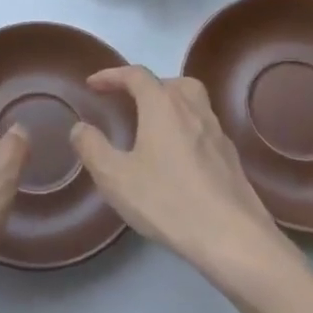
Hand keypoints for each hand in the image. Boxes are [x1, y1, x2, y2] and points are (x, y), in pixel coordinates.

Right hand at [70, 66, 299, 295]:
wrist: (233, 237)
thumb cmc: (168, 201)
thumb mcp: (116, 178)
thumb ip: (92, 148)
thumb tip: (80, 127)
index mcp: (163, 105)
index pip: (135, 75)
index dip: (112, 75)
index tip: (93, 84)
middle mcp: (193, 109)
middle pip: (170, 82)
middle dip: (146, 86)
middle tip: (128, 102)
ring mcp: (217, 132)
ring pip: (193, 102)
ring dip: (171, 104)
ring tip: (153, 127)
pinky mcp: (231, 157)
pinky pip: (204, 128)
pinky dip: (187, 129)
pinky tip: (178, 158)